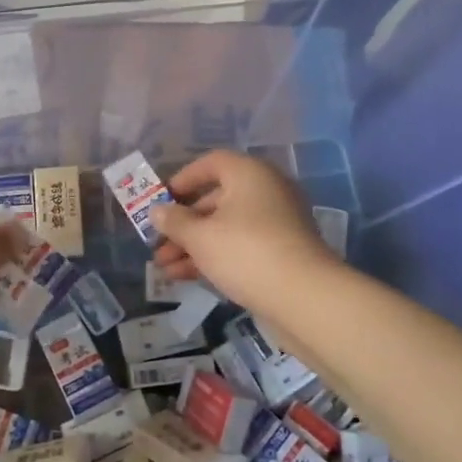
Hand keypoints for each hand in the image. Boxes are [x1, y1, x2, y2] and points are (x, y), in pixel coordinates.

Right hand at [149, 150, 336, 317]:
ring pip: (226, 227)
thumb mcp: (200, 236)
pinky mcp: (281, 252)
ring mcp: (276, 223)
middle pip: (216, 199)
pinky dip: (214, 256)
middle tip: (157, 242)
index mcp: (250, 174)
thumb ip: (174, 221)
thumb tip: (156, 211)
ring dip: (193, 245)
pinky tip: (185, 277)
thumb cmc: (246, 252)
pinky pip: (240, 246)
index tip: (161, 201)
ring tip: (164, 267)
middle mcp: (266, 191)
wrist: (304, 298)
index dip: (183, 179)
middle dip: (183, 223)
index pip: (211, 163)